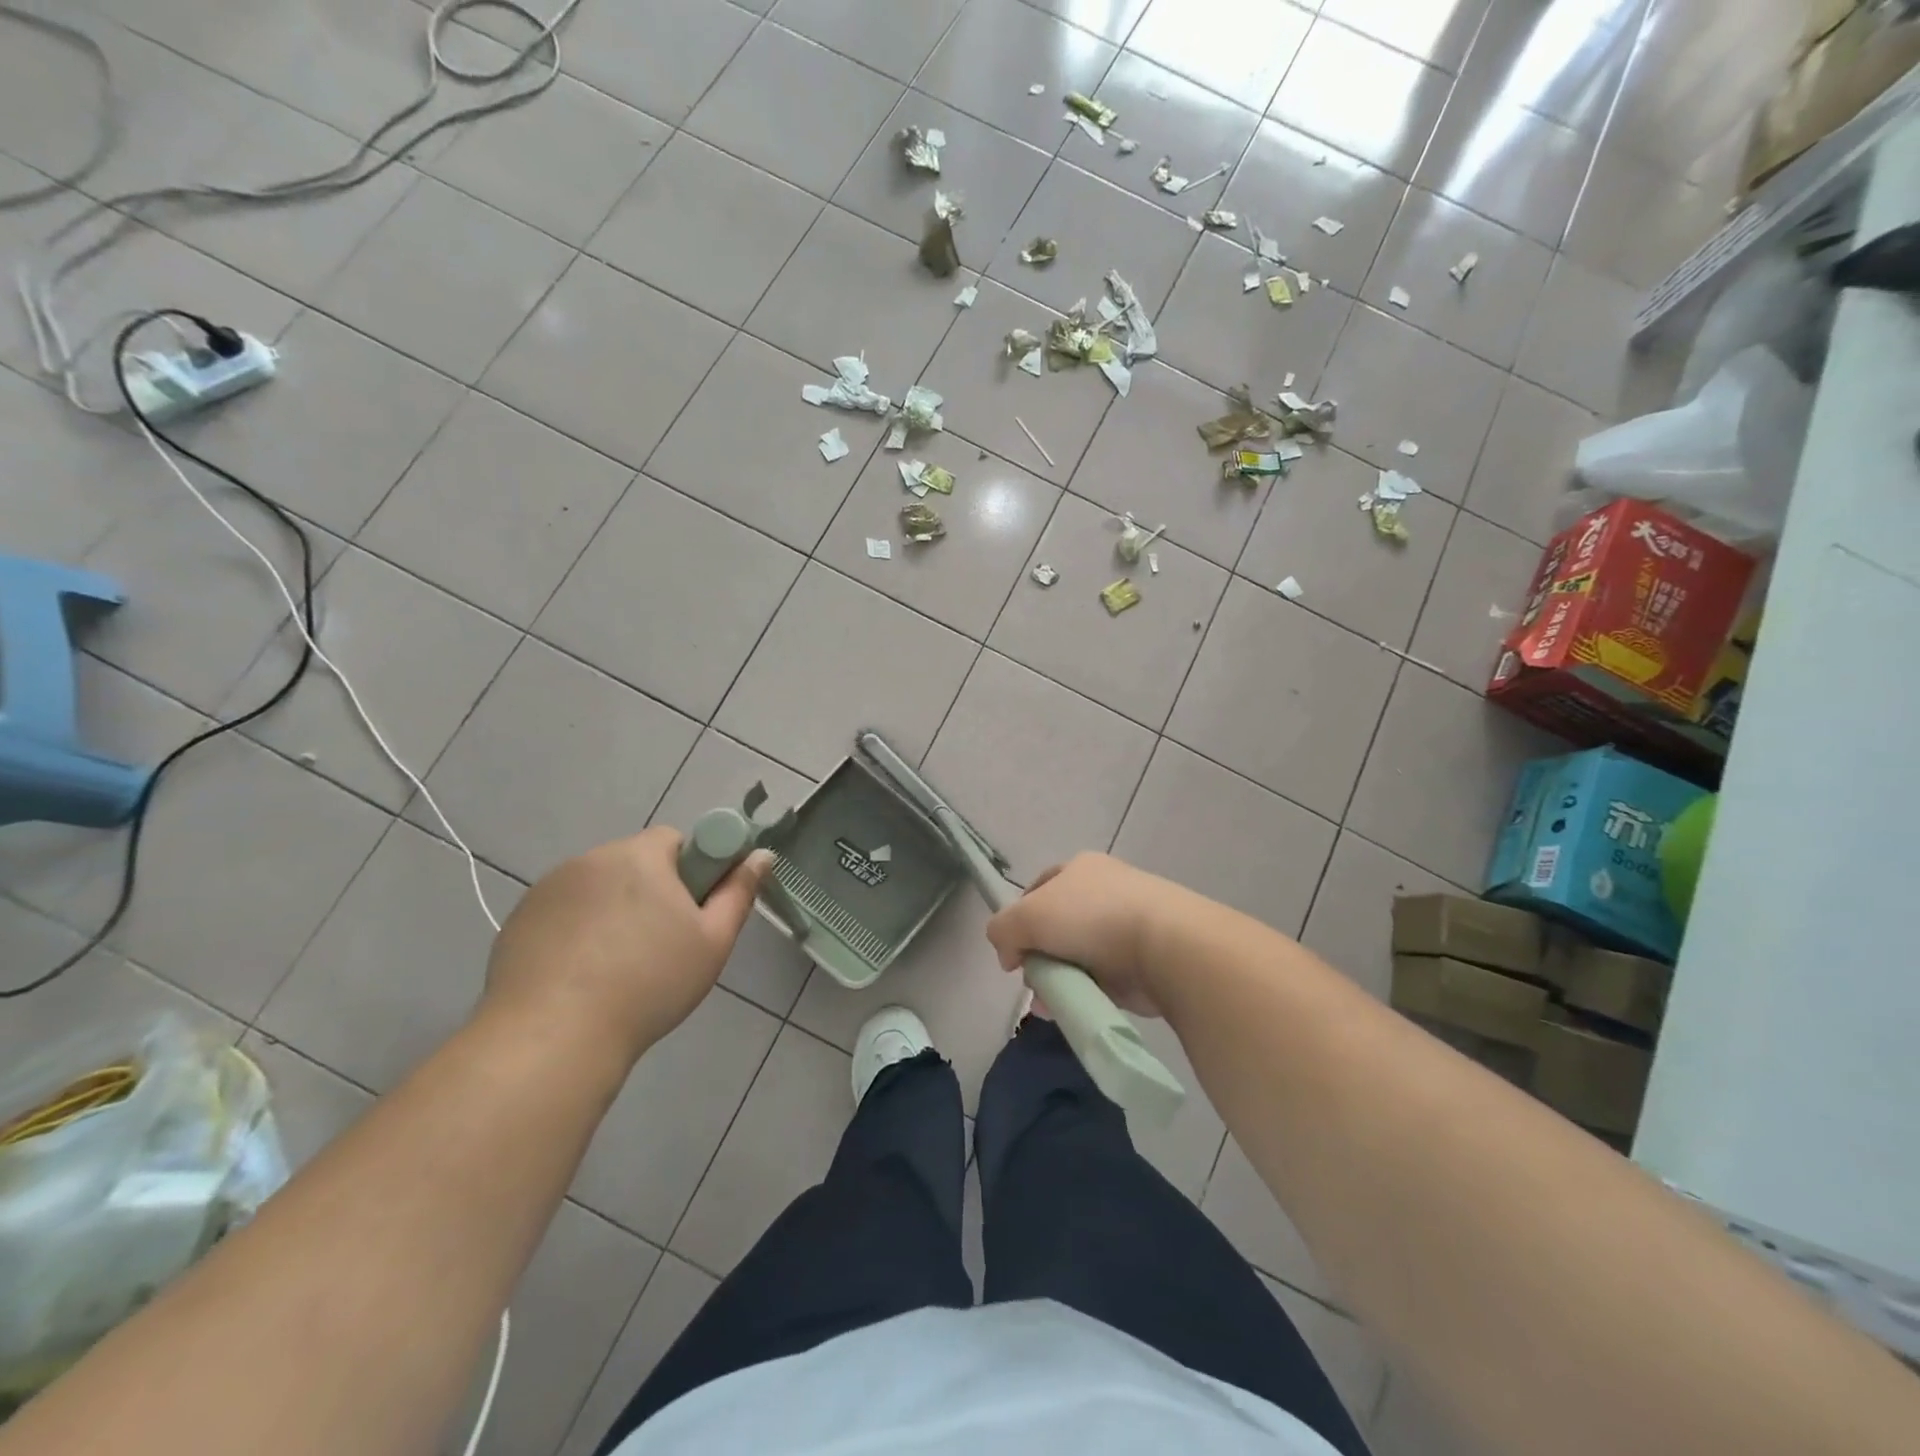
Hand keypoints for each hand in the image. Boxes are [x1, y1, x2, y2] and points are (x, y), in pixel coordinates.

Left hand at [483, 827, 770, 1065]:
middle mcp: (590, 859)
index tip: (690, 912)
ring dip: (613, 910)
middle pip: (634, 863)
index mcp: (640, 856)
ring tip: (617, 967)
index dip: (691, 870)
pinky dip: (576, 932)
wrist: (554, 1038)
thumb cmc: (649, 984)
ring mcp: (547, 889)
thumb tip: (761, 855)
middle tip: (662, 944)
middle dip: (651, 892)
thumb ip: (739, 892)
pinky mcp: (518, 920)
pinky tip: (580, 976)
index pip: (675, 839)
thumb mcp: (712, 942)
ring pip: (597, 888)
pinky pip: (563, 913)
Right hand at [984, 853, 1197, 1017]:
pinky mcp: (1145, 958)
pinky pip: (1104, 978)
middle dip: (1040, 957)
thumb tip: (1009, 955)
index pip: (1038, 890)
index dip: (1019, 920)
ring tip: (1053, 1004)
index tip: (1013, 952)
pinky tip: (1077, 1008)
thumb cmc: (1091, 918)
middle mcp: (1105, 890)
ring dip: (1060, 980)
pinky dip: (1088, 993)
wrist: (1166, 945)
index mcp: (1080, 868)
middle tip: (1035, 981)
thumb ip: (1002, 930)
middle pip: (1056, 927)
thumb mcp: (1027, 917)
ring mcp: (1128, 924)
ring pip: (1078, 956)